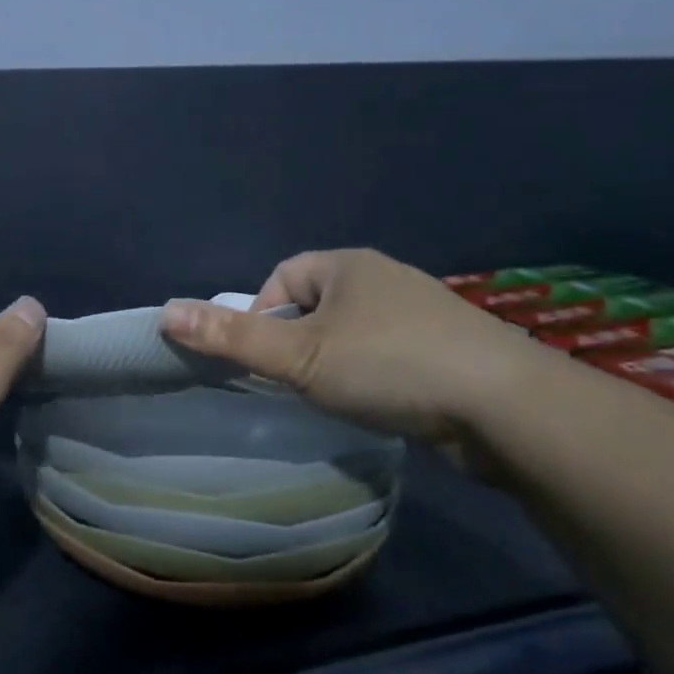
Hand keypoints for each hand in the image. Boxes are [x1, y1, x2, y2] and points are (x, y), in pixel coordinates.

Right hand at [160, 249, 550, 447]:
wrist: (508, 408)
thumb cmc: (390, 366)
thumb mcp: (300, 356)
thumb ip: (232, 339)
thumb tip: (165, 313)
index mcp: (347, 265)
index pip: (282, 278)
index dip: (261, 315)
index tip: (261, 360)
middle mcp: (384, 279)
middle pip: (317, 305)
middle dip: (298, 342)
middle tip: (294, 384)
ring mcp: (422, 314)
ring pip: (355, 332)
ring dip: (336, 361)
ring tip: (334, 399)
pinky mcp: (450, 350)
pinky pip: (391, 354)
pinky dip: (374, 376)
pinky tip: (380, 405)